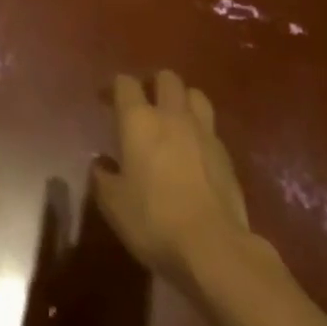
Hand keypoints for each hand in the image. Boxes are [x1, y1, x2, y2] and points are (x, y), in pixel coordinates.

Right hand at [93, 70, 277, 289]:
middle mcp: (171, 115)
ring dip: (183, 101)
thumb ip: (102, 179)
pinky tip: (195, 153)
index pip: (125, 83)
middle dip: (155, 84)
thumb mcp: (114, 205)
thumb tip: (100, 164)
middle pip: (166, 78)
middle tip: (146, 104)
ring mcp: (203, 132)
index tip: (107, 100)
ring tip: (175, 120)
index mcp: (139, 119)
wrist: (214, 247)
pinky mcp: (226, 155)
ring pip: (195, 95)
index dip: (115, 87)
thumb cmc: (154, 220)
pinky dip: (201, 133)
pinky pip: (211, 129)